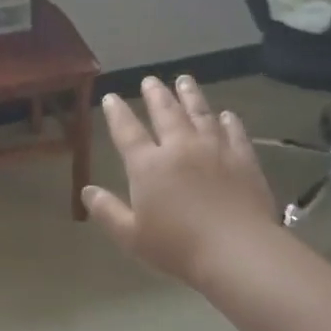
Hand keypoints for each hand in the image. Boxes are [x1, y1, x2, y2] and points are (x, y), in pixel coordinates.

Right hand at [82, 76, 279, 287]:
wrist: (237, 250)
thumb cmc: (177, 247)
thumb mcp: (131, 235)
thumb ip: (107, 211)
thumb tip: (87, 191)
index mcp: (148, 165)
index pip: (127, 131)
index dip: (117, 113)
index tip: (111, 97)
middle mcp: (180, 148)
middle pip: (166, 113)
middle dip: (156, 94)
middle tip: (150, 80)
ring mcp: (215, 149)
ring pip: (200, 113)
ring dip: (190, 95)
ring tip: (184, 80)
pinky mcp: (243, 158)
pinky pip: (234, 132)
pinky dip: (228, 120)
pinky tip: (226, 115)